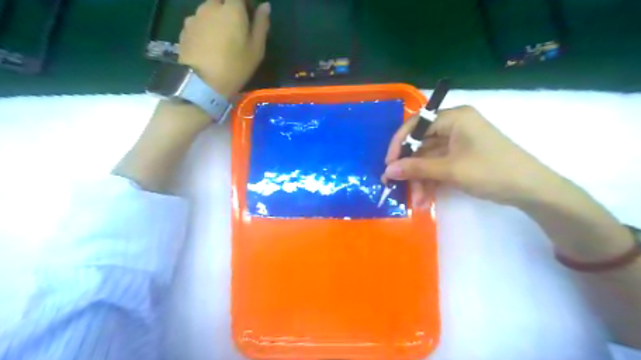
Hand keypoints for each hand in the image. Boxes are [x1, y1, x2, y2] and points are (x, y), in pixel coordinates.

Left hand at [178, 1, 269, 97]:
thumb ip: (261, 25)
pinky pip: (198, 21)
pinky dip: (205, 28)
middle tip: (236, 27)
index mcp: (232, 9)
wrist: (202, 83)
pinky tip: (208, 46)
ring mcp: (195, 16)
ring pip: (208, 9)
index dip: (245, 3)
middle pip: (221, 0)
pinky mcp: (184, 29)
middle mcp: (211, 6)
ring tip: (221, 39)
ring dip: (216, 18)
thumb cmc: (235, 66)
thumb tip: (265, 6)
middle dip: (230, 8)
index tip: (250, 14)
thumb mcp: (256, 50)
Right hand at [383, 106, 558, 208]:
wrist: (531, 190)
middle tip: (395, 185)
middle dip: (410, 168)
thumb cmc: (491, 171)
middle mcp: (454, 126)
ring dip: (420, 179)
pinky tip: (425, 198)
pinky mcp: (461, 157)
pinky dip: (431, 181)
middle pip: (421, 144)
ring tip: (416, 201)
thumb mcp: (450, 170)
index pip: (416, 125)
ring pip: (429, 159)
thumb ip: (416, 168)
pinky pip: (439, 166)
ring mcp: (458, 143)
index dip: (399, 144)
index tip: (388, 164)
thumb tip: (388, 170)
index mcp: (454, 118)